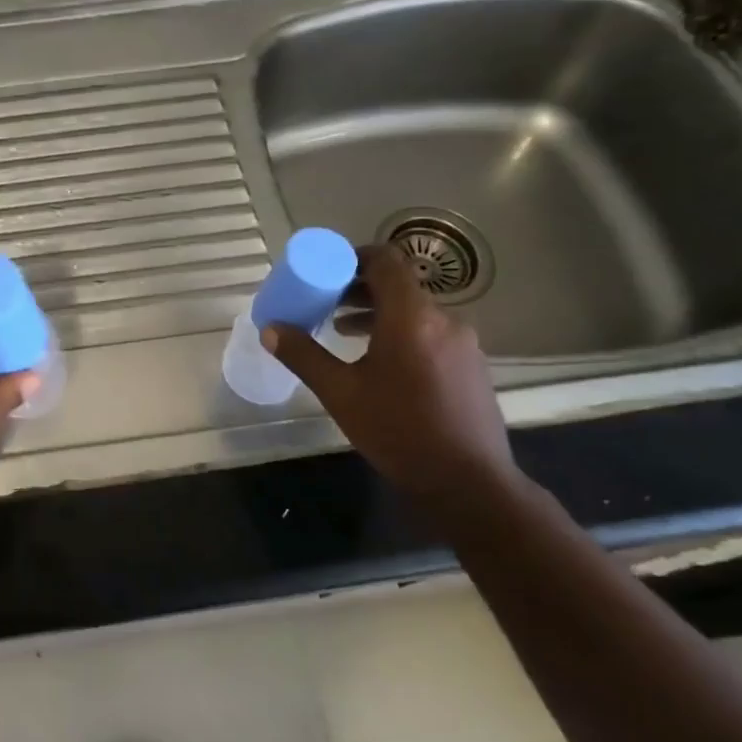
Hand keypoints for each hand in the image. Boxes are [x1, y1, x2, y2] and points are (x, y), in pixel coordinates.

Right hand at [263, 245, 517, 501]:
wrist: (468, 483)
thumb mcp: (340, 394)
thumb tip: (271, 330)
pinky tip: (379, 362)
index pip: (386, 260)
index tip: (325, 272)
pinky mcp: (471, 364)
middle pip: (399, 285)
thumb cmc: (399, 431)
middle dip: (358, 288)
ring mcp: (463, 342)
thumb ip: (304, 356)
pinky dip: (401, 331)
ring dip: (378, 312)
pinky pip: (431, 331)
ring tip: (343, 331)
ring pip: (415, 310)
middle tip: (324, 303)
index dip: (353, 257)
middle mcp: (444, 319)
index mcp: (412, 317)